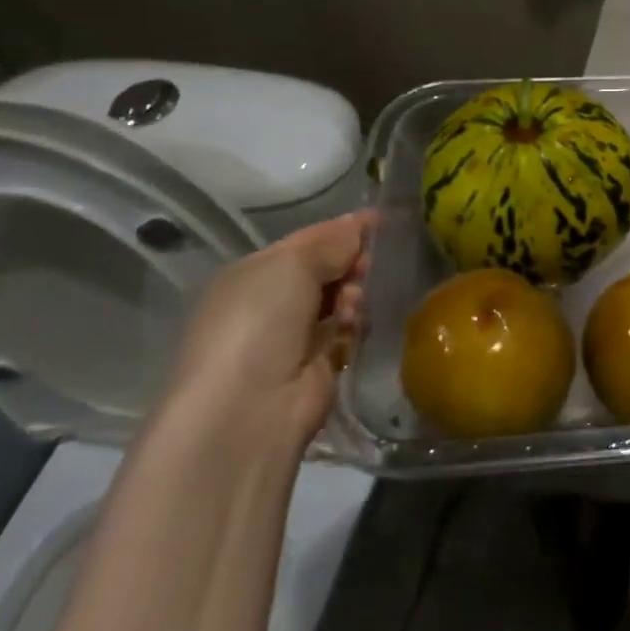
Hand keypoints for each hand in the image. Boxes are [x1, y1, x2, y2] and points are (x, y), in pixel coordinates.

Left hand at [161, 211, 375, 449]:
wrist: (248, 409)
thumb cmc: (259, 322)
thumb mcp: (291, 264)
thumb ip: (330, 242)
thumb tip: (360, 224)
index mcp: (253, 273)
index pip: (306, 241)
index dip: (342, 230)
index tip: (381, 220)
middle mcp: (270, 302)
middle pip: (325, 269)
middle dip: (350, 263)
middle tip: (366, 266)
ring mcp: (293, 336)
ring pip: (340, 299)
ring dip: (353, 294)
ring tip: (353, 304)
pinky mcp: (318, 366)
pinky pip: (347, 331)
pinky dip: (355, 324)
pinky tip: (355, 326)